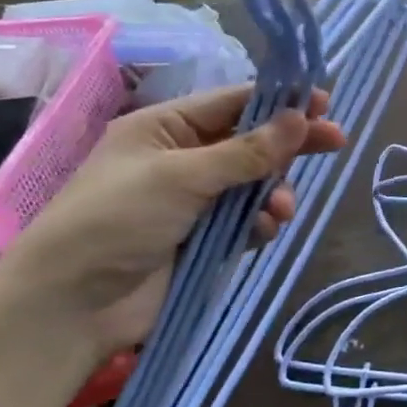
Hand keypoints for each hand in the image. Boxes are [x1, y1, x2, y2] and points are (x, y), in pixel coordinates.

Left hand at [0, 85, 346, 356]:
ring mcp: (195, 202)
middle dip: (289, 145)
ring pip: (255, 185)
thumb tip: (300, 119)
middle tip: (336, 141)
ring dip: (275, 192)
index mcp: (165, 129)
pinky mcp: (206, 240)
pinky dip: (261, 223)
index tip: (322, 102)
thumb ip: (246, 151)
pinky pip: (248, 221)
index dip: (278, 101)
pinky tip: (265, 231)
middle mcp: (183, 160)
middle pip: (250, 143)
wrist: (71, 305)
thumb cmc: (116, 220)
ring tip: (281, 210)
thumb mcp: (181, 176)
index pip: (232, 103)